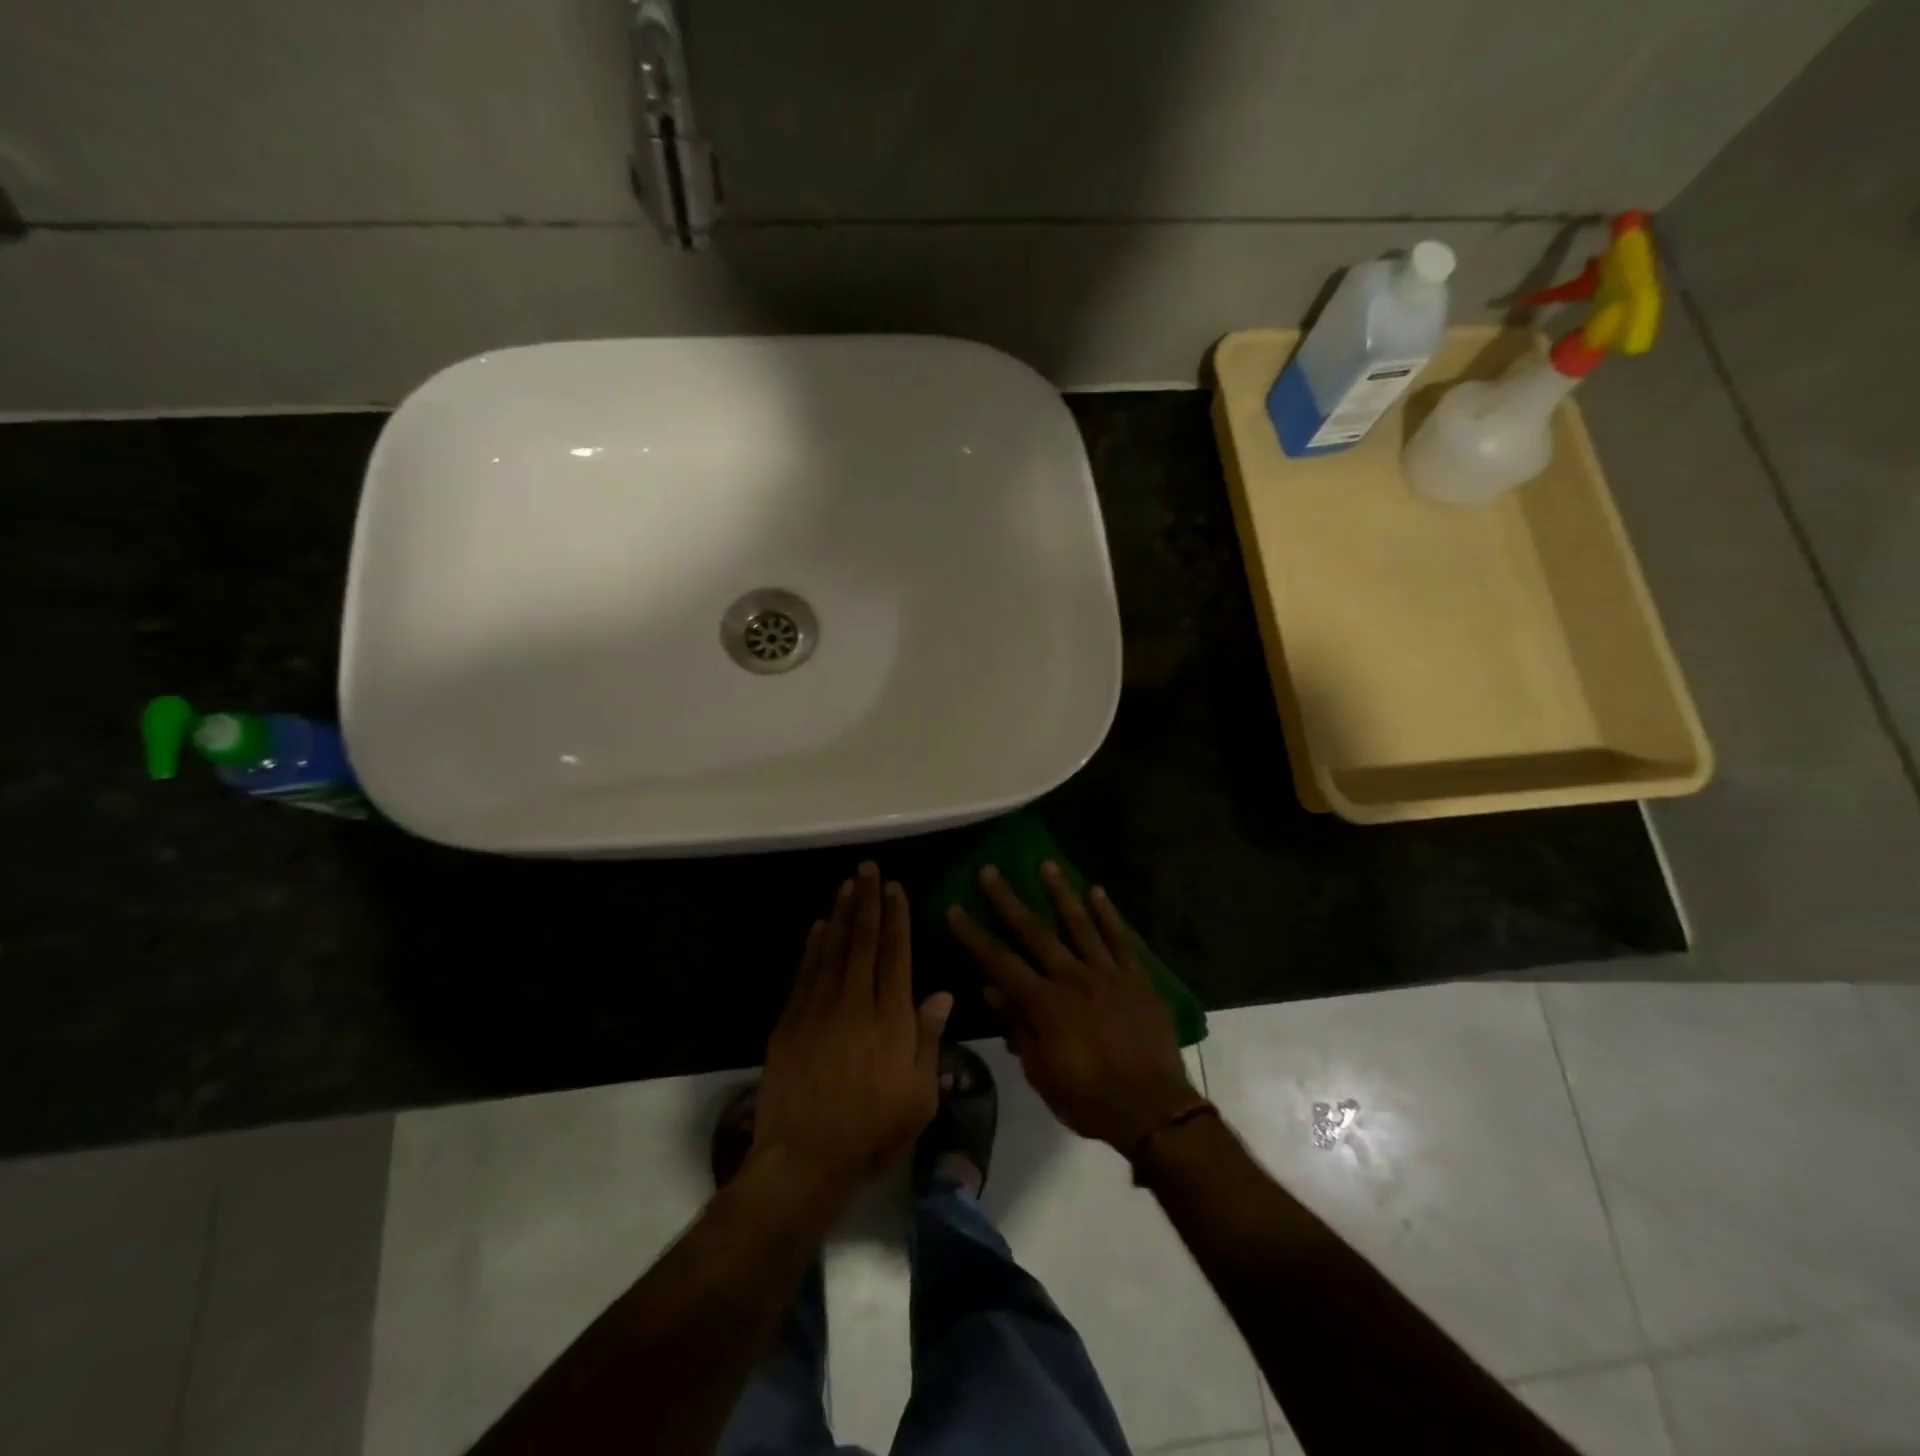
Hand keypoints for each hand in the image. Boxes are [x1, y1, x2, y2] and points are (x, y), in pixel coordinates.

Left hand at [753, 862, 953, 1198]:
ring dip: (841, 914)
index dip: (897, 919)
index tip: (896, 889)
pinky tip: (818, 927)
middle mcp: (855, 1003)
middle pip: (863, 942)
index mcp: (890, 1019)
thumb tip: (942, 994)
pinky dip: (813, 946)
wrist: (804, 1159)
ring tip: (847, 885)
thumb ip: (928, 1040)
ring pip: (832, 950)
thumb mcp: (919, 1096)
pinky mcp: (790, 1022)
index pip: (895, 955)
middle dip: (868, 902)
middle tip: (868, 869)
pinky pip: (805, 973)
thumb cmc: (872, 1131)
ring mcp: (818, 1010)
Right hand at [947, 863, 1197, 1152]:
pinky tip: (1097, 892)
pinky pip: (1121, 939)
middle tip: (990, 870)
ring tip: (1045, 864)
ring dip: (1060, 892)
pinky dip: (1108, 914)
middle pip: (1035, 931)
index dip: (974, 935)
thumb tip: (993, 989)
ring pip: (1079, 924)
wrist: (1152, 1109)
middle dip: (1008, 900)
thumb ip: (1019, 1027)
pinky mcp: (1136, 978)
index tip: (955, 908)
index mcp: (1045, 1003)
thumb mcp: (1042, 1072)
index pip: (1000, 961)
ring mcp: (1107, 974)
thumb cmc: (1089, 1098)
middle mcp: (1072, 978)